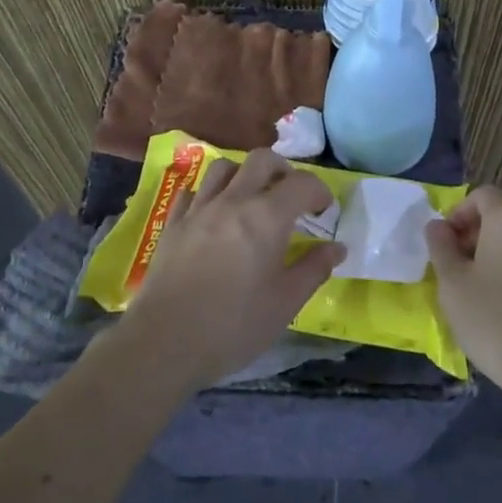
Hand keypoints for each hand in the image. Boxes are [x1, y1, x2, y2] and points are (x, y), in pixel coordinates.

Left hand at [118, 149, 345, 391]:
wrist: (165, 342)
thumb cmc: (234, 326)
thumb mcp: (285, 303)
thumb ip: (314, 269)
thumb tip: (336, 247)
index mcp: (267, 217)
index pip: (301, 183)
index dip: (319, 191)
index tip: (324, 211)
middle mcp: (233, 201)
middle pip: (261, 160)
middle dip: (283, 170)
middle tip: (290, 197)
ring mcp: (198, 209)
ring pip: (223, 168)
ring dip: (244, 174)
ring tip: (252, 199)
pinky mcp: (172, 224)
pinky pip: (192, 191)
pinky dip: (208, 193)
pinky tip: (214, 214)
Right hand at [426, 186, 501, 398]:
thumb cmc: (494, 318)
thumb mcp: (453, 283)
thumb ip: (441, 247)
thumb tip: (438, 226)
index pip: (482, 195)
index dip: (458, 213)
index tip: (443, 243)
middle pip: (501, 217)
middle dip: (472, 236)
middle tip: (452, 270)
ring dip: (491, 257)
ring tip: (473, 293)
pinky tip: (499, 310)